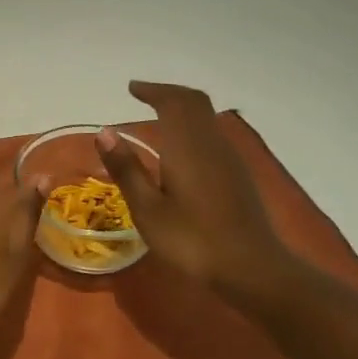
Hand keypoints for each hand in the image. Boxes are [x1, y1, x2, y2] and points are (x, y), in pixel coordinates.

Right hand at [97, 81, 297, 297]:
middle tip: (145, 95)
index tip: (132, 88)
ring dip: (183, 108)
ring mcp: (229, 158)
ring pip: (206, 117)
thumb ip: (127, 169)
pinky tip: (182, 149)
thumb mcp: (148, 210)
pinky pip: (212, 134)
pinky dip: (193, 126)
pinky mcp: (238, 174)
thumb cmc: (193, 240)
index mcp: (187, 145)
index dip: (152, 90)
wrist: (253, 270)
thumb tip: (105, 132)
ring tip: (159, 116)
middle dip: (169, 93)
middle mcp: (210, 142)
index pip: (172, 101)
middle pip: (194, 102)